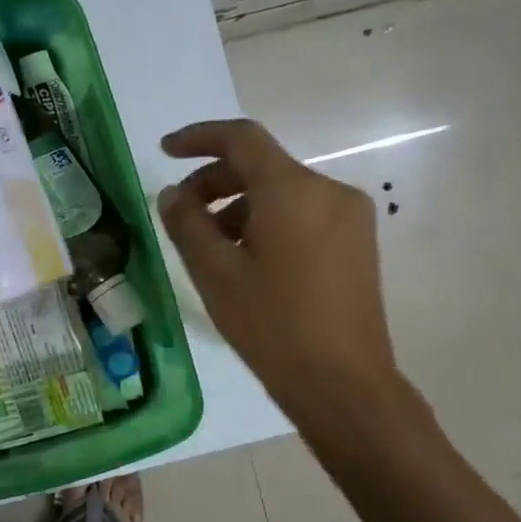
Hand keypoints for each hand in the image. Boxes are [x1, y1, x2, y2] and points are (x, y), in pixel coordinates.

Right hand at [156, 119, 399, 425]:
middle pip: (262, 166)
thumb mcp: (215, 273)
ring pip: (281, 192)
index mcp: (293, 191)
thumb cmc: (272, 325)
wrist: (343, 384)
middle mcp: (328, 191)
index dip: (198, 138)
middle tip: (180, 212)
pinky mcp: (356, 242)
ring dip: (238, 205)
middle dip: (214, 180)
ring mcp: (349, 217)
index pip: (242, 139)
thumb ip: (187, 223)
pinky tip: (246, 259)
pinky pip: (302, 213)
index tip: (164, 151)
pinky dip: (266, 221)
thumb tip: (172, 193)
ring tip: (209, 245)